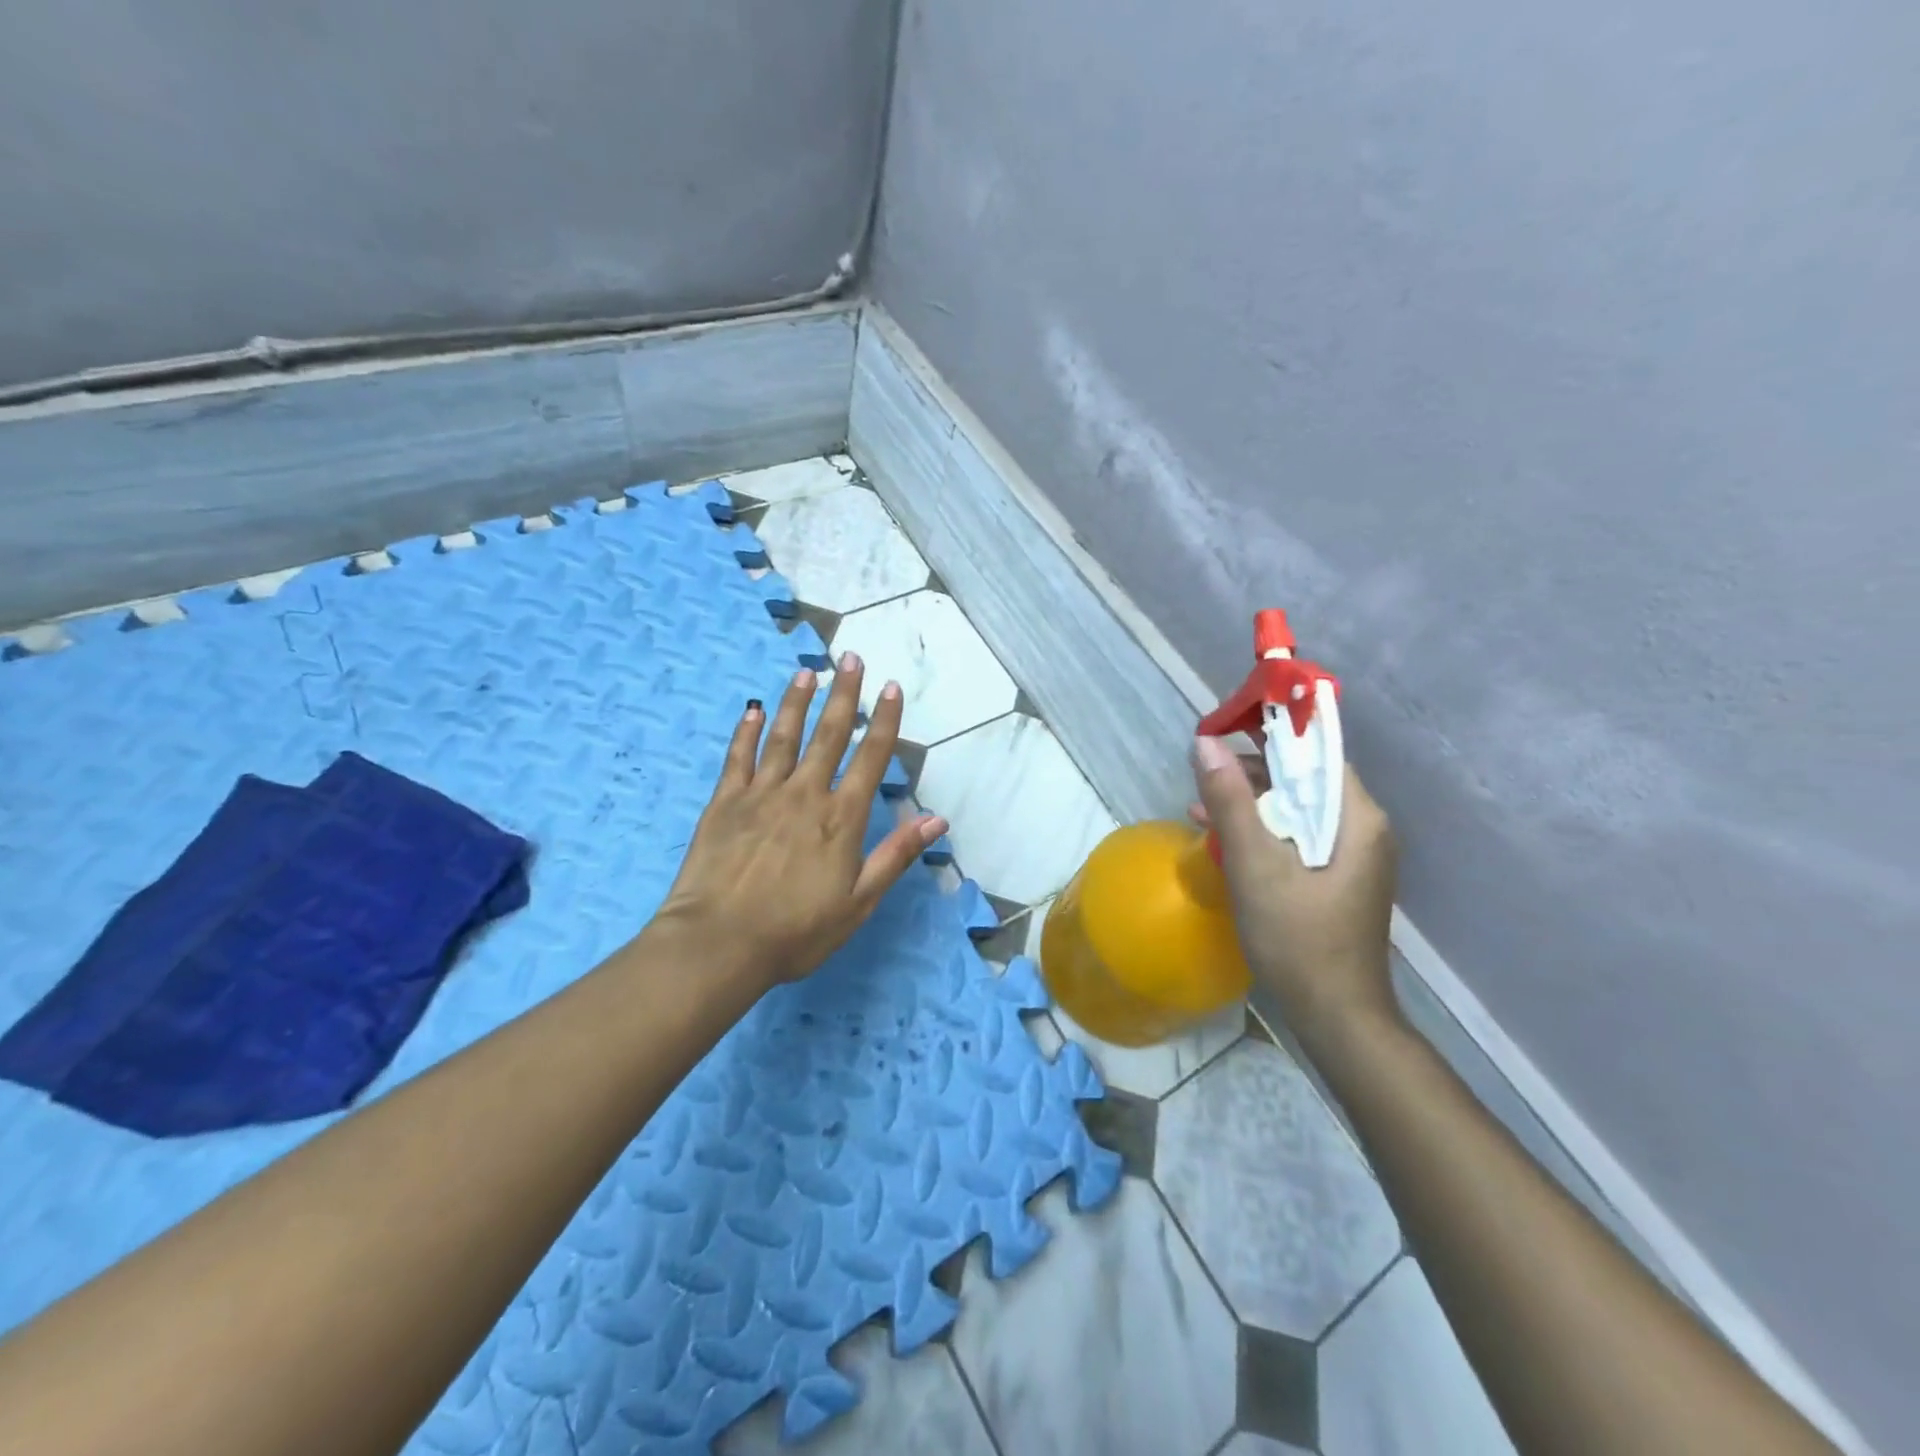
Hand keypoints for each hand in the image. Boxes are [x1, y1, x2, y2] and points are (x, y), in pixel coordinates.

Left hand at [655, 655, 946, 992]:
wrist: (718, 943)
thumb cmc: (795, 931)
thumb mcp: (858, 903)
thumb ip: (895, 856)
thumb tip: (937, 819)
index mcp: (841, 818)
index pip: (870, 758)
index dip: (884, 721)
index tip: (891, 687)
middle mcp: (804, 794)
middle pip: (829, 735)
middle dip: (844, 694)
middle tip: (852, 658)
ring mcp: (761, 794)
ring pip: (784, 736)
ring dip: (797, 702)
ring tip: (807, 672)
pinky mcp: (724, 802)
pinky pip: (738, 757)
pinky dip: (747, 731)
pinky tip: (753, 710)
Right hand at [1190, 736, 1399, 1045]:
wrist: (1336, 1016)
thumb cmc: (1299, 938)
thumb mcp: (1255, 865)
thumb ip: (1231, 802)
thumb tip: (1205, 743)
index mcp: (1357, 818)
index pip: (1317, 752)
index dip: (1272, 733)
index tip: (1226, 727)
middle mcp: (1361, 829)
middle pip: (1304, 778)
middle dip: (1252, 770)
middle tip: (1204, 771)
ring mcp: (1350, 856)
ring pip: (1296, 808)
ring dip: (1250, 802)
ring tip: (1201, 804)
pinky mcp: (1334, 878)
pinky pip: (1295, 837)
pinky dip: (1260, 831)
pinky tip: (1221, 838)